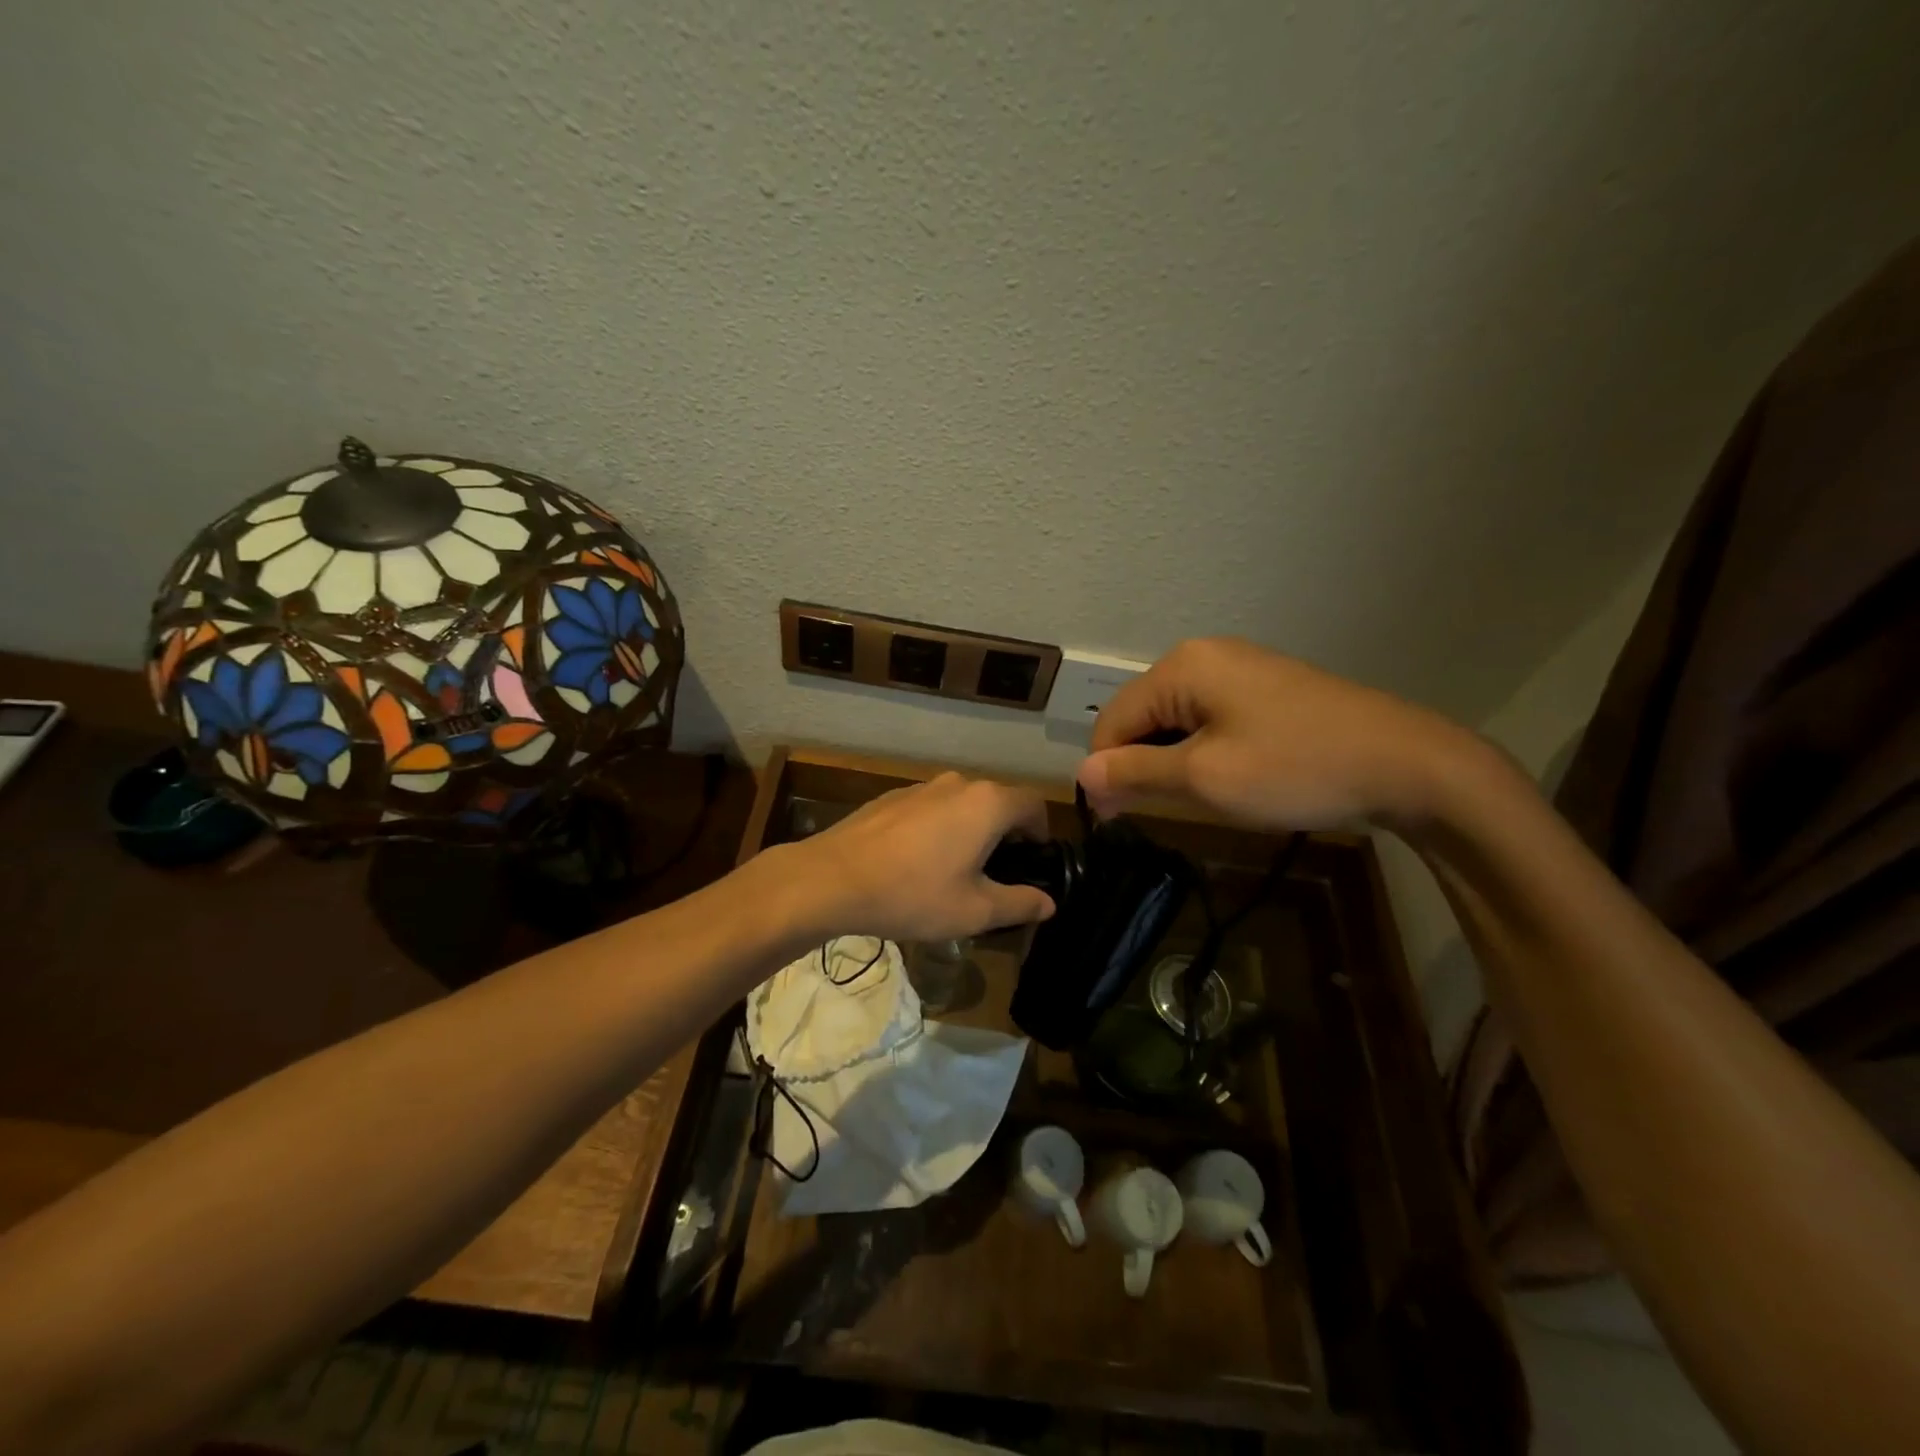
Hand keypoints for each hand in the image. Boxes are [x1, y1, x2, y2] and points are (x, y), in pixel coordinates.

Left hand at [785, 773, 1056, 941]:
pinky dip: (938, 829)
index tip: (1033, 863)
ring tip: (955, 871)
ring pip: (961, 804)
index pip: (1033, 805)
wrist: (832, 879)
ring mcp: (921, 786)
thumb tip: (1048, 903)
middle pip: (997, 802)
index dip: (1041, 832)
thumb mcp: (974, 910)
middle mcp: (958, 783)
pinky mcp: (891, 797)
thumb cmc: (913, 894)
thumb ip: (1019, 903)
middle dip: (1005, 834)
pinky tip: (916, 863)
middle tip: (996, 875)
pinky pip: (930, 809)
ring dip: (970, 830)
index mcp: (987, 803)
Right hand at [1078, 638, 1474, 831]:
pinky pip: (1208, 717)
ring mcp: (1238, 667)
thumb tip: (1081, 776)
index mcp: (1181, 667)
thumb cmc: (1293, 768)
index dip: (1104, 771)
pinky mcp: (1264, 686)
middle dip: (1139, 764)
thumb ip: (1134, 773)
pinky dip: (1201, 750)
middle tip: (1158, 814)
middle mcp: (1203, 655)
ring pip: (1175, 719)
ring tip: (1196, 798)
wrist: (1404, 763)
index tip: (1113, 820)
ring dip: (1171, 760)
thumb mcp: (1203, 778)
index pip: (1111, 720)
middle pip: (1141, 716)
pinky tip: (1225, 777)